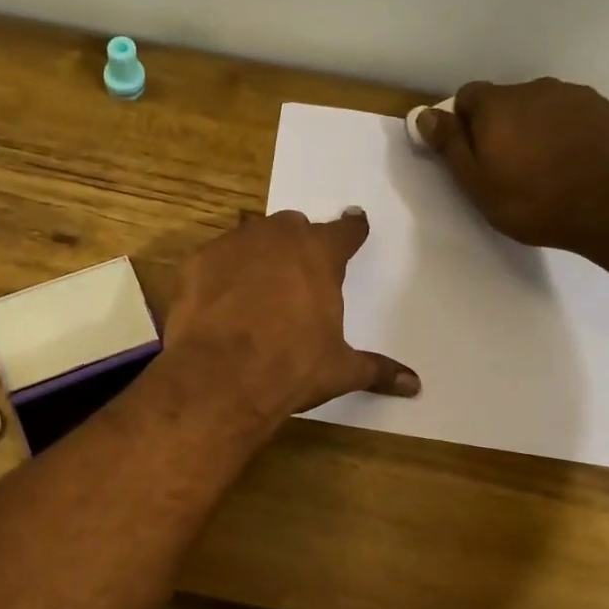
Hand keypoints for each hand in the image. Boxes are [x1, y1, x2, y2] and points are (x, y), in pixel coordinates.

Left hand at [163, 210, 419, 427]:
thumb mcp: (338, 370)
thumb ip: (376, 369)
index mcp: (319, 254)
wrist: (220, 376)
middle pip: (292, 226)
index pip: (344, 231)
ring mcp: (231, 245)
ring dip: (255, 254)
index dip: (351, 229)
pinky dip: (217, 275)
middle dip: (296, 243)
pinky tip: (216, 302)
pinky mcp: (194, 263)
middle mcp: (276, 238)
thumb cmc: (291, 367)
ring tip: (253, 285)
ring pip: (249, 237)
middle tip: (297, 269)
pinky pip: (212, 261)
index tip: (355, 224)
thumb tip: (414, 384)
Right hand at [422, 79, 608, 250]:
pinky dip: (565, 134)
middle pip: (506, 101)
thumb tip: (425, 113)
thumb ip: (450, 145)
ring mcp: (576, 96)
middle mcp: (535, 89)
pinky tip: (572, 164)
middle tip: (506, 168)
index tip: (471, 155)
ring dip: (534, 129)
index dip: (463, 124)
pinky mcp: (606, 109)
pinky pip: (573, 116)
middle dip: (500, 126)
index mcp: (498, 105)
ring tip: (543, 168)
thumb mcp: (477, 183)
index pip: (467, 96)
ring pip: (541, 107)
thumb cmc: (534, 201)